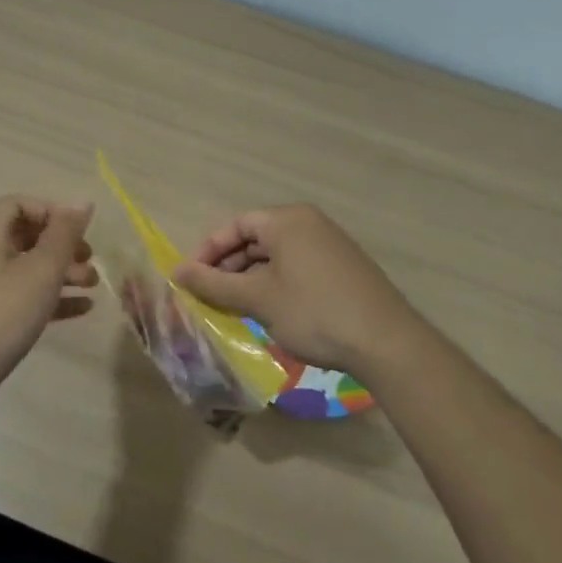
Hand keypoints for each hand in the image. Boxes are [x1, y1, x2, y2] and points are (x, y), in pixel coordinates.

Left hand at [0, 196, 97, 413]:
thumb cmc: (2, 313)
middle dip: (62, 245)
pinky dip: (52, 298)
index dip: (49, 211)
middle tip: (91, 259)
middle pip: (27, 237)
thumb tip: (82, 200)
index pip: (18, 204)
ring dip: (62, 272)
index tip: (76, 231)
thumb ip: (65, 234)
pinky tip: (82, 309)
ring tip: (93, 285)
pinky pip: (25, 297)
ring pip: (28, 269)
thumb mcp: (41, 270)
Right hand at [172, 204, 419, 383]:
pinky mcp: (342, 269)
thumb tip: (176, 272)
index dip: (208, 250)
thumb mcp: (257, 299)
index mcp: (287, 220)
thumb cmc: (313, 312)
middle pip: (255, 238)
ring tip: (233, 308)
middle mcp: (309, 224)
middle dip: (228, 267)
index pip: (236, 224)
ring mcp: (330, 246)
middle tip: (209, 297)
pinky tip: (268, 313)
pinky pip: (296, 268)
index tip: (190, 279)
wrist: (386, 342)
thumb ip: (213, 284)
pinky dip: (275, 285)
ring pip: (276, 256)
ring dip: (250, 279)